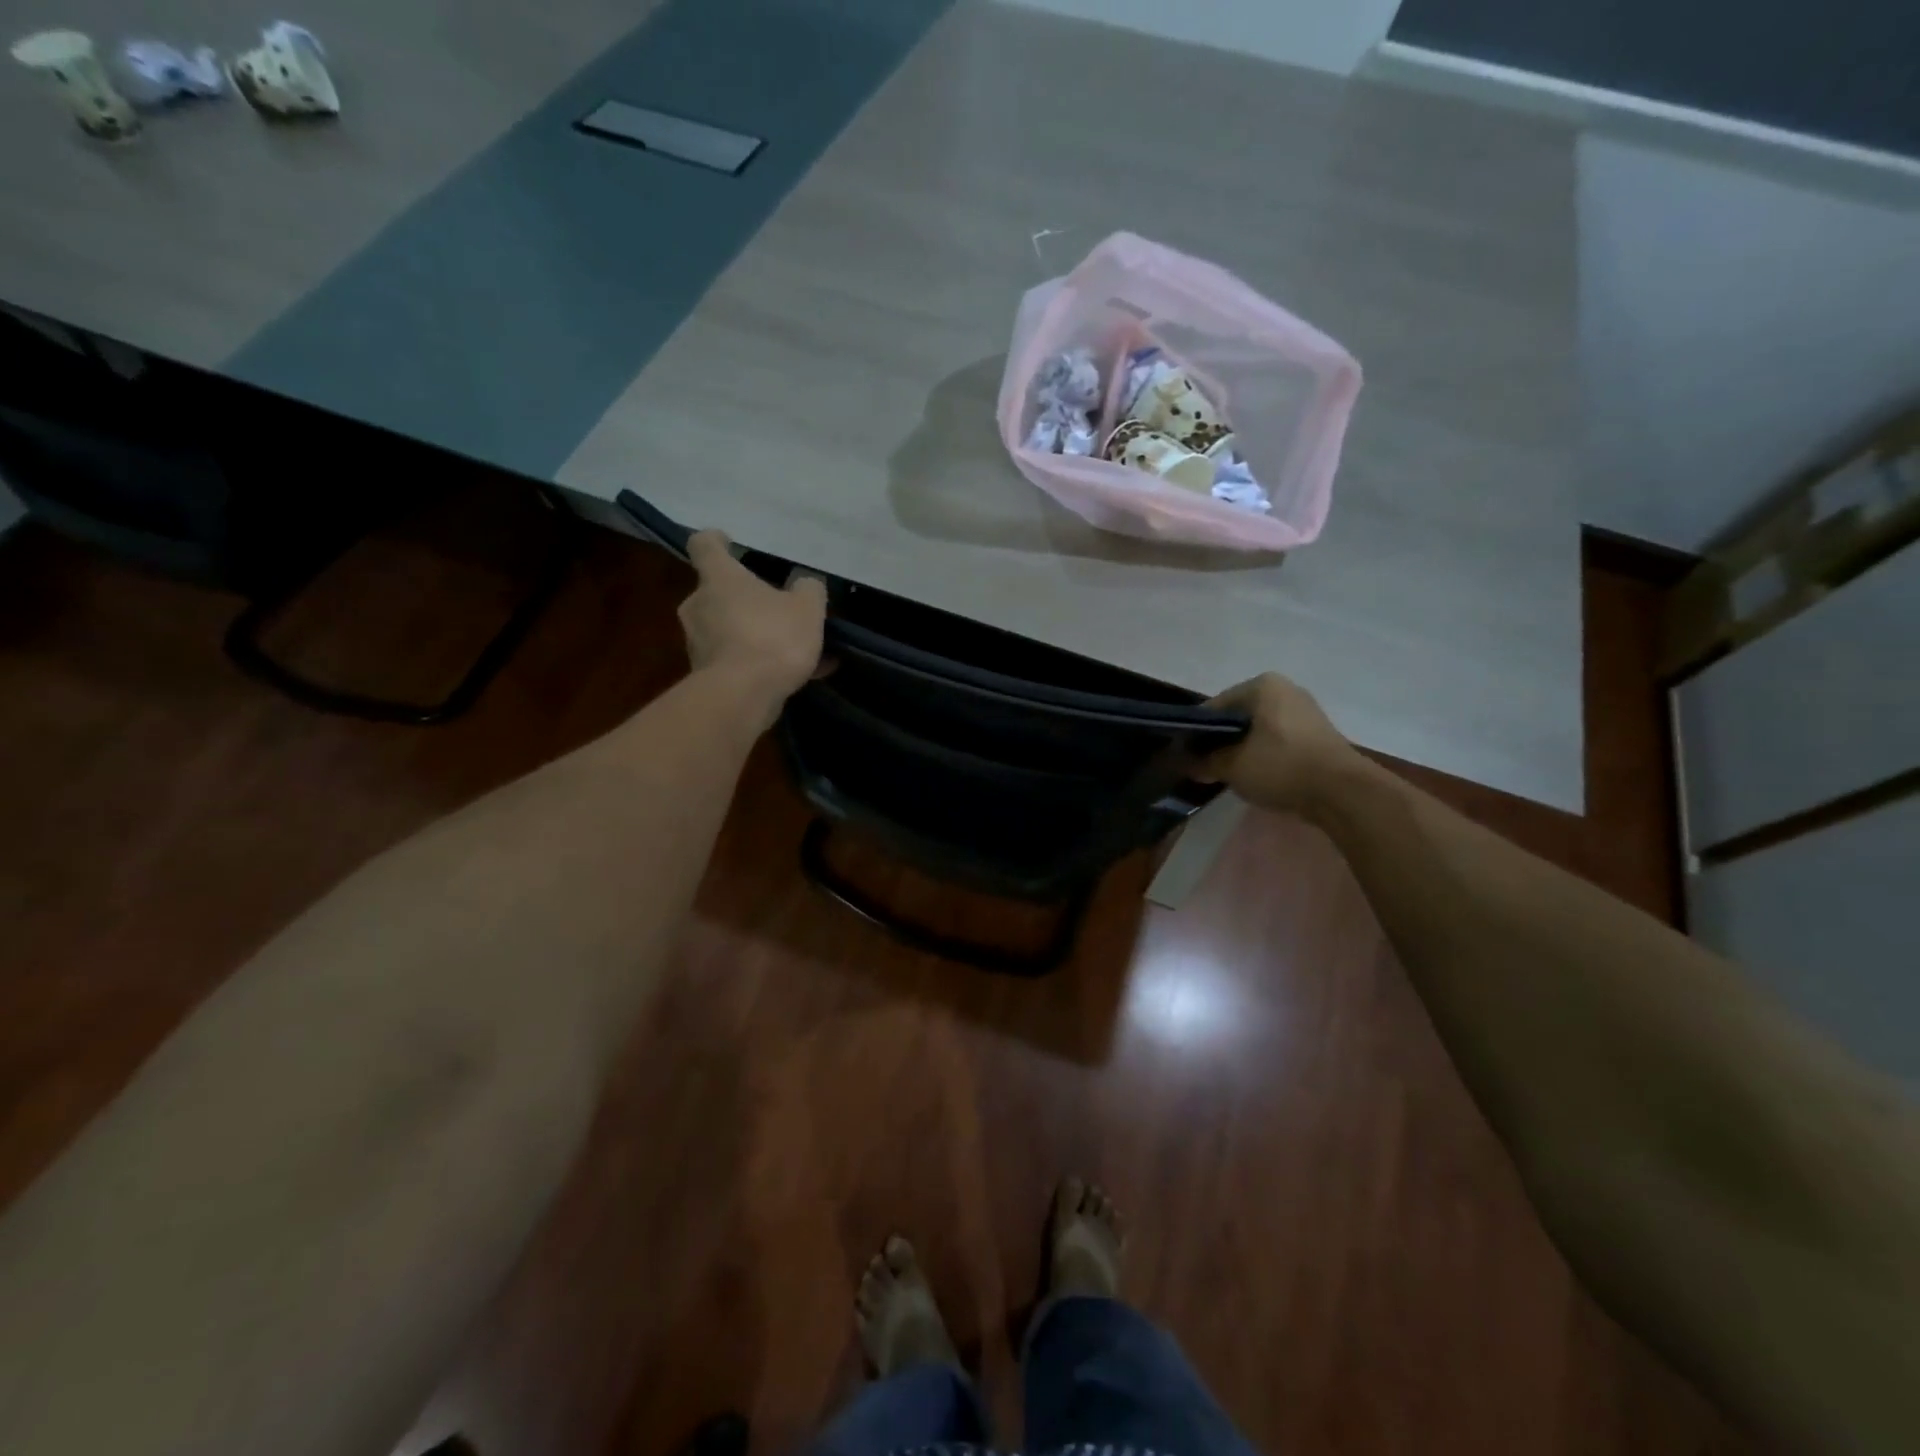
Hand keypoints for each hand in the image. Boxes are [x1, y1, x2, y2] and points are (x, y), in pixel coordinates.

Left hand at [679, 531, 826, 718]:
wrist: (741, 697)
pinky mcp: (705, 675)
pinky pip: (738, 660)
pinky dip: (762, 664)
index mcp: (719, 578)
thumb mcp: (807, 608)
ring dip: (757, 634)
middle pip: (717, 592)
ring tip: (800, 651)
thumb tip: (805, 583)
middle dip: (745, 599)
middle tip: (777, 607)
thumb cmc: (772, 638)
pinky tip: (802, 677)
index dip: (716, 540)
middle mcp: (699, 605)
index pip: (704, 545)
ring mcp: (698, 642)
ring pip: (729, 629)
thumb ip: (808, 589)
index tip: (728, 542)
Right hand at [1196, 672, 1365, 818]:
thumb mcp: (1231, 766)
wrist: (1342, 792)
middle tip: (1206, 767)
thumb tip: (1187, 763)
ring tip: (1229, 774)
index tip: (1187, 757)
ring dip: (1241, 749)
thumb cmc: (1281, 767)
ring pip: (1258, 730)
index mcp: (1261, 686)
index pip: (1214, 707)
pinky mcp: (1316, 734)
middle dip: (1220, 741)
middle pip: (1238, 717)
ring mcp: (1304, 711)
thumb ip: (1204, 762)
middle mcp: (1284, 689)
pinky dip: (1263, 754)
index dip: (1196, 733)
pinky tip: (1257, 775)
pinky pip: (1277, 740)